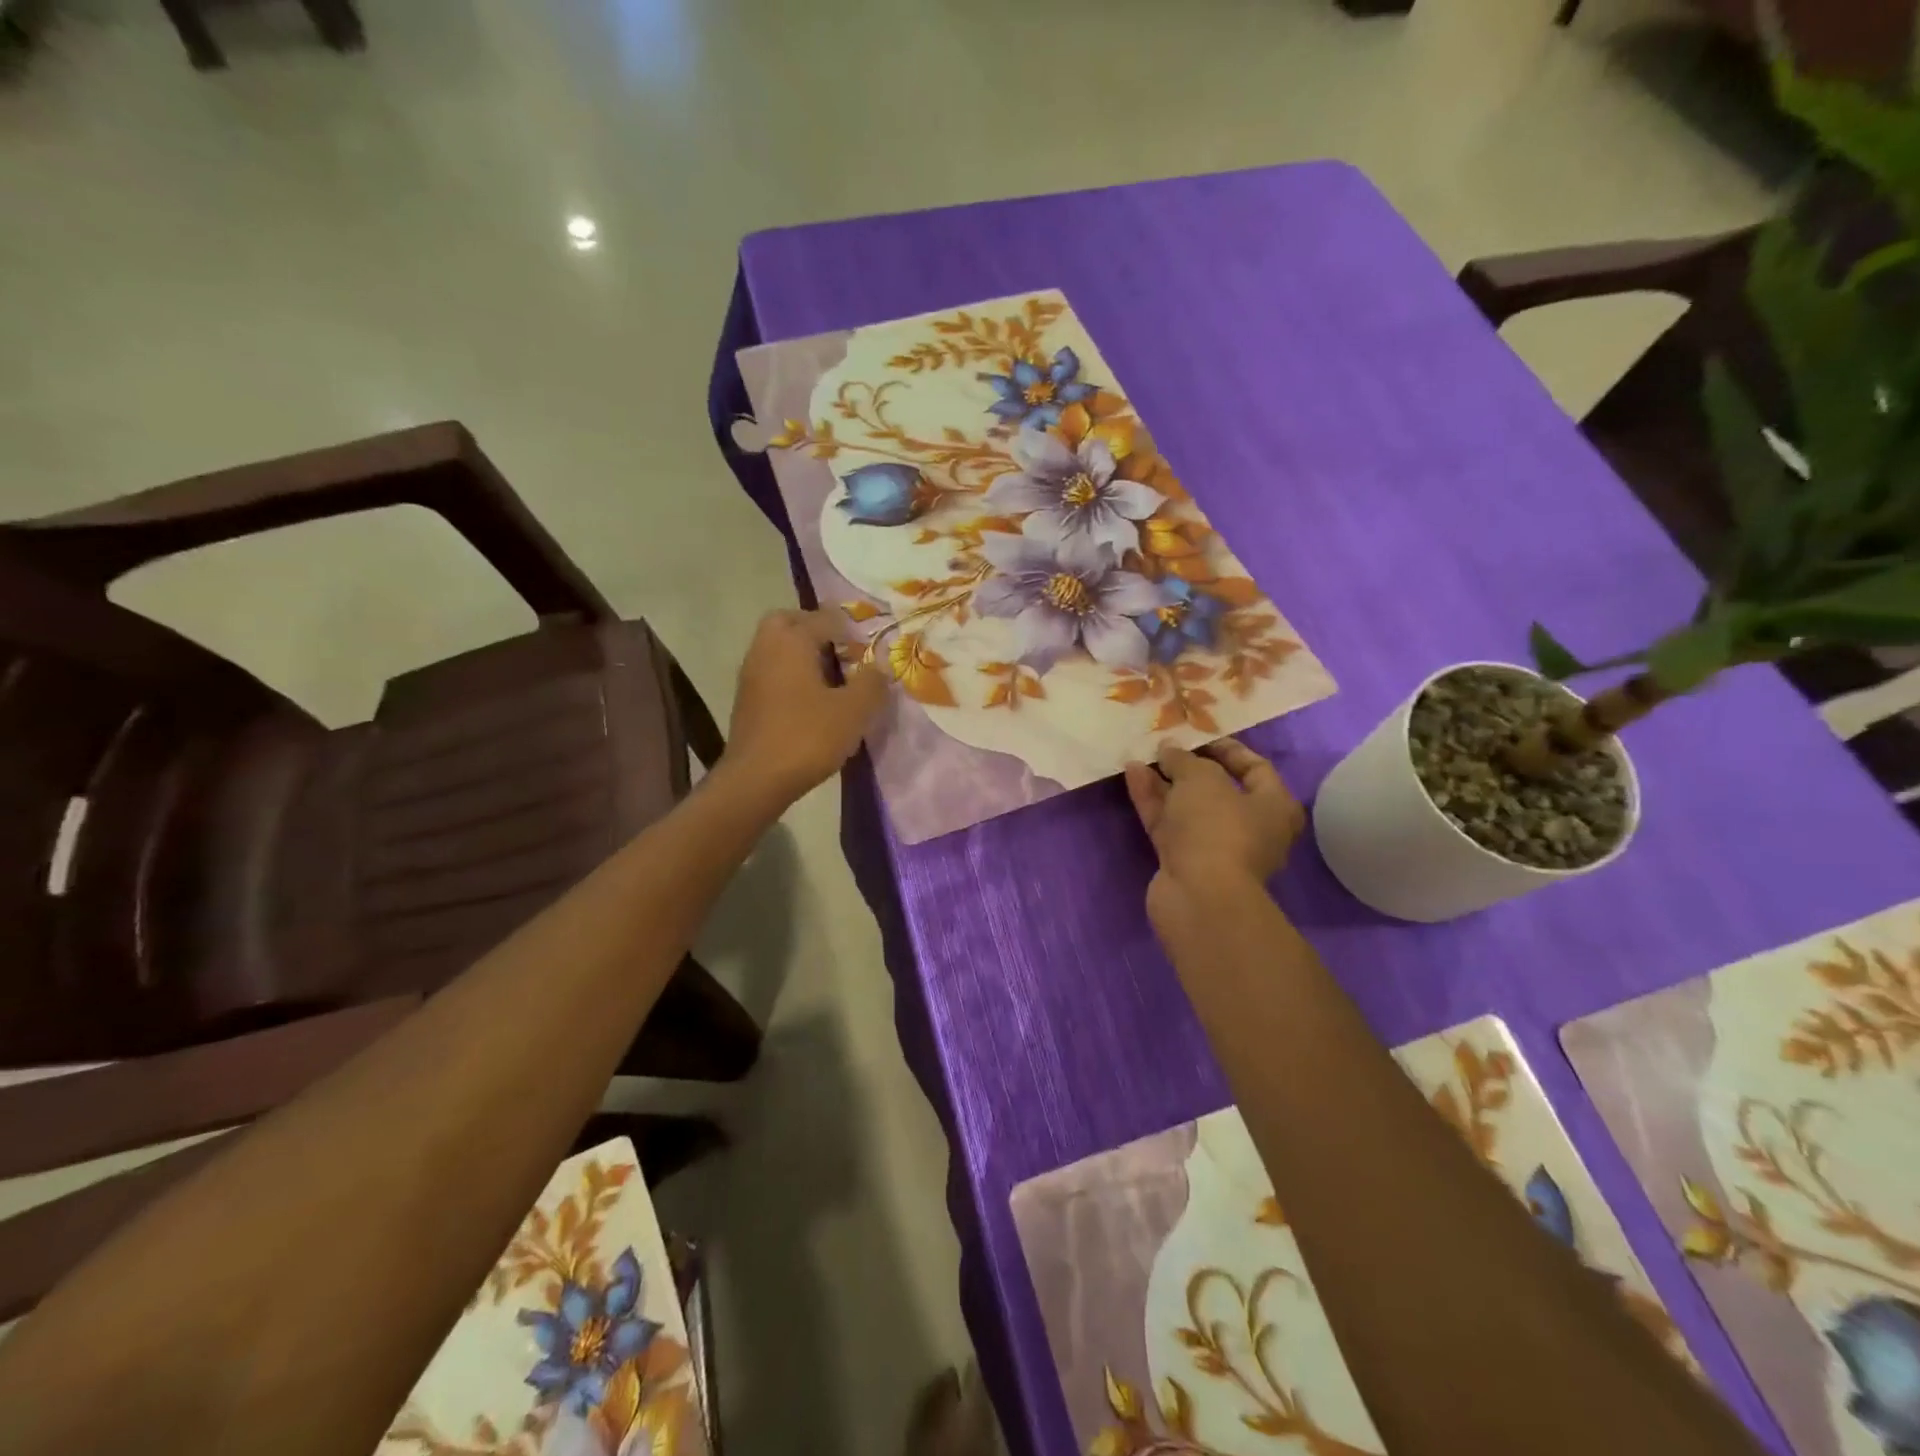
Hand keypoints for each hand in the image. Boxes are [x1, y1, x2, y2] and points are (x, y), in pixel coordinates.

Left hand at [723, 609, 887, 802]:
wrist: (756, 779)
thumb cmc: (807, 737)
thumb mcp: (854, 711)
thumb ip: (872, 683)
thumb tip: (880, 667)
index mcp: (791, 641)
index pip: (825, 618)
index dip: (852, 629)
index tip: (870, 649)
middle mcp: (766, 648)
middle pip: (789, 621)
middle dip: (816, 629)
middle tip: (843, 651)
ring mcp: (751, 673)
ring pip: (778, 647)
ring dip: (803, 654)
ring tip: (833, 679)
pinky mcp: (746, 699)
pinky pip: (772, 671)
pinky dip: (792, 675)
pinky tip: (812, 702)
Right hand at [1124, 739, 1303, 929]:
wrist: (1199, 896)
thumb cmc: (1217, 828)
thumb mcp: (1202, 779)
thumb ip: (1184, 759)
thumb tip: (1169, 749)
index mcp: (1273, 807)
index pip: (1256, 768)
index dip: (1227, 748)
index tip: (1198, 735)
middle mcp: (1249, 828)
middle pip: (1217, 789)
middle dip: (1188, 766)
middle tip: (1164, 746)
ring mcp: (1214, 847)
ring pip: (1187, 807)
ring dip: (1164, 782)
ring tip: (1139, 755)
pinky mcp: (1184, 861)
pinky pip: (1168, 823)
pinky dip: (1152, 800)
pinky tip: (1132, 775)